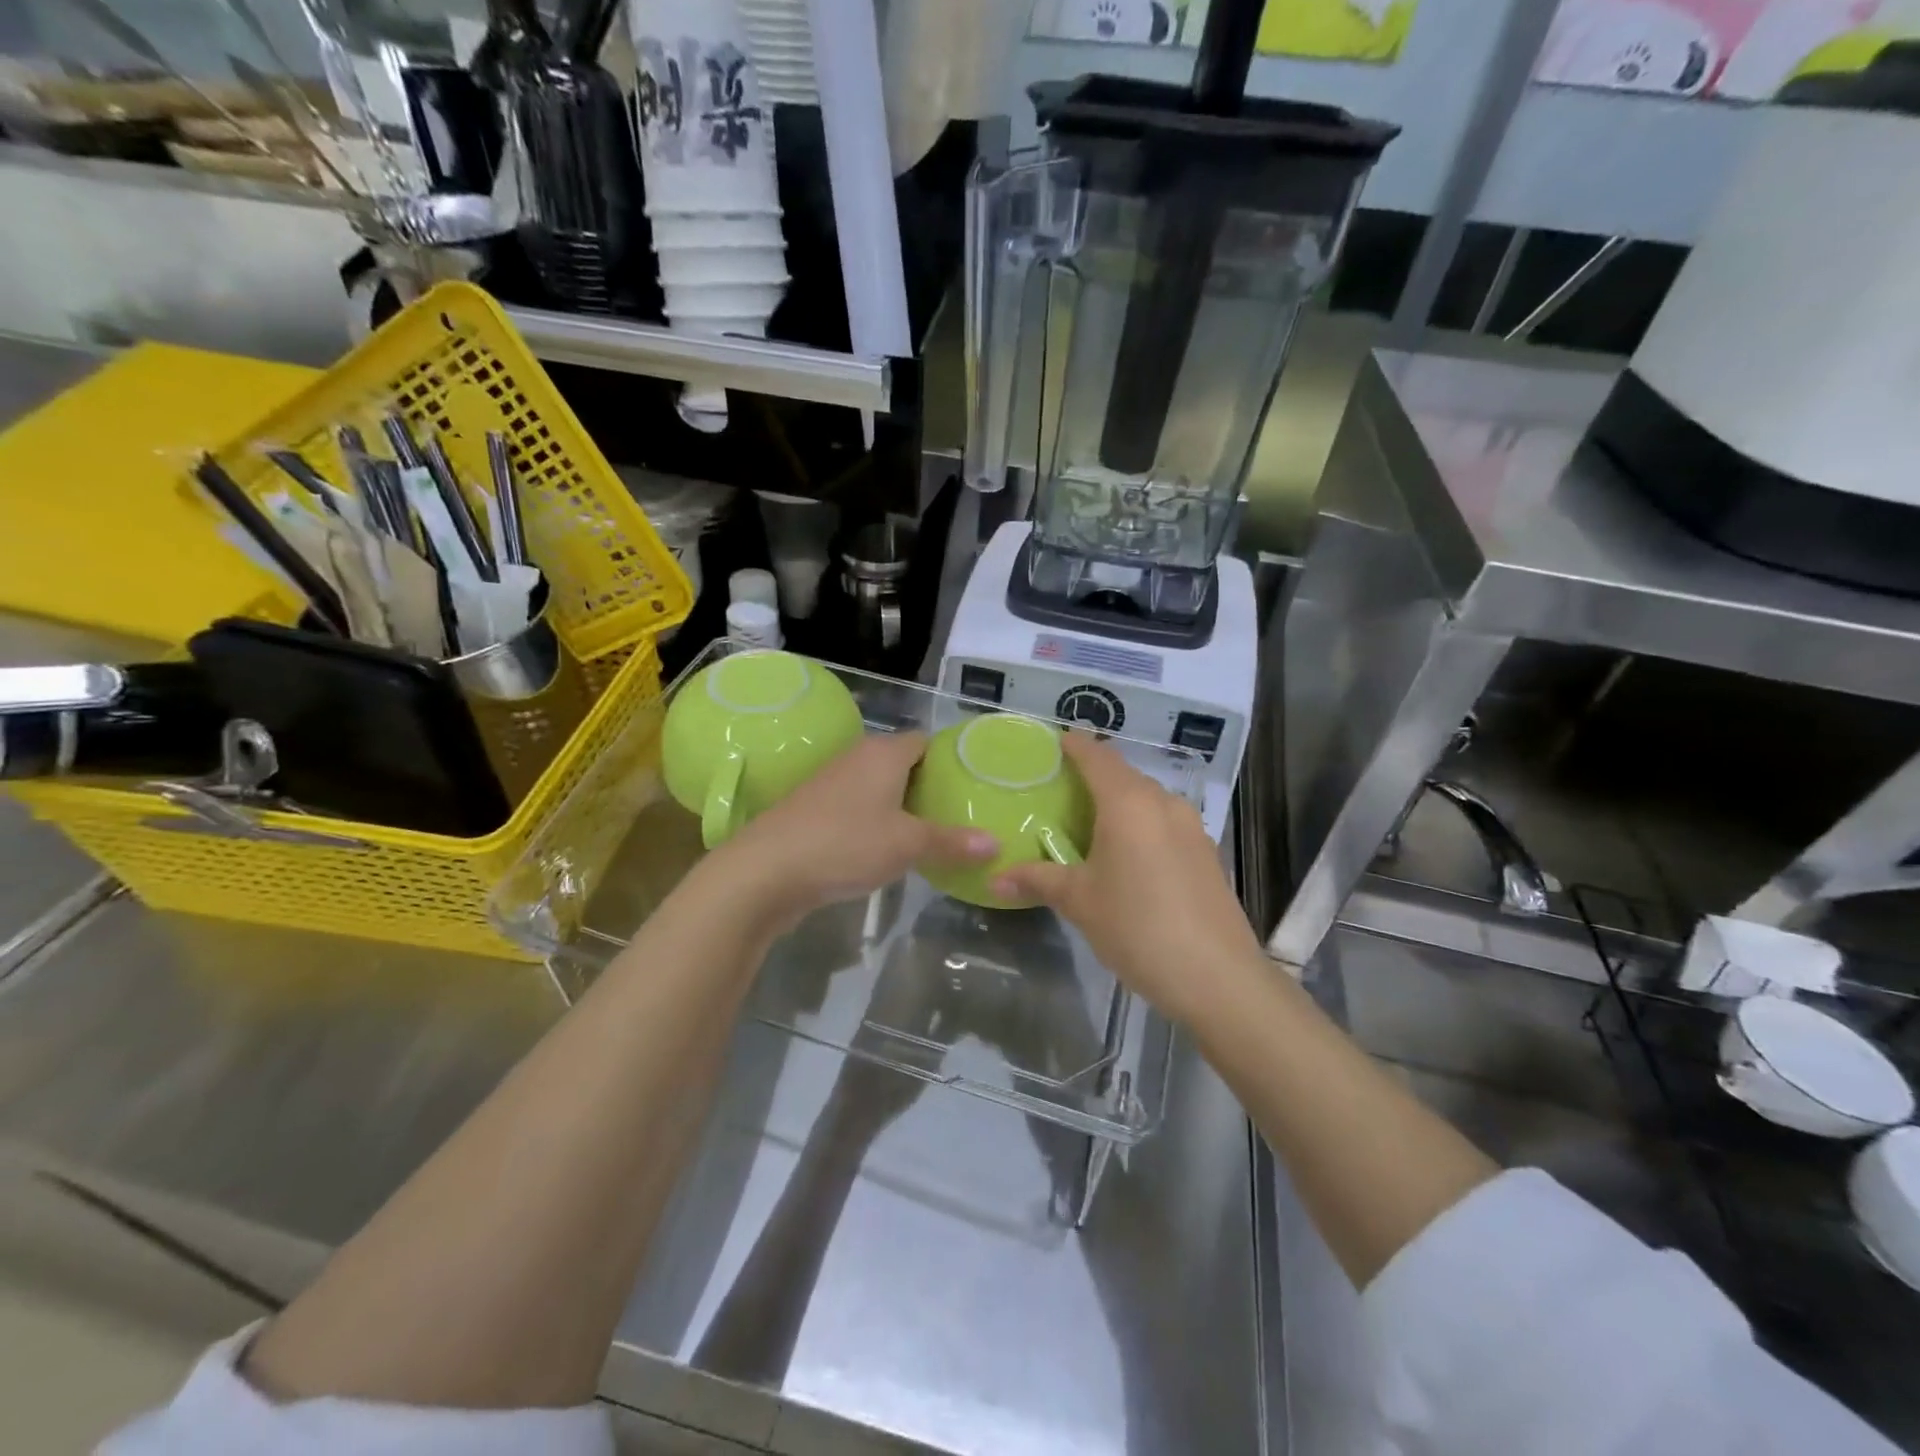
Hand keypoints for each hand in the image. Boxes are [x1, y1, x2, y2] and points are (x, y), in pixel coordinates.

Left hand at [711, 731, 995, 934]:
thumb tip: (996, 844)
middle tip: (959, 814)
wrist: (765, 871)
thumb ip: (952, 842)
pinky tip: (888, 850)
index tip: (972, 784)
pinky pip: (857, 808)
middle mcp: (856, 758)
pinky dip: (876, 822)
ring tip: (931, 834)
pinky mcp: (813, 811)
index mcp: (883, 752)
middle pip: (903, 764)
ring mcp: (831, 783)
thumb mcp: (907, 844)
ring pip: (878, 787)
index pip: (926, 741)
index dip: (949, 759)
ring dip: (901, 807)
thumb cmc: (845, 843)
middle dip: (929, 786)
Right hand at [992, 733, 1263, 1025]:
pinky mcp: (1205, 852)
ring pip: (1147, 799)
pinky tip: (1127, 854)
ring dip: (1119, 802)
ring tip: (1089, 824)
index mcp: (1128, 803)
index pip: (1097, 756)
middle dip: (1093, 775)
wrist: (1217, 977)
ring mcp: (1191, 827)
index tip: (1053, 743)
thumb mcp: (1080, 902)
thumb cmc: (1138, 927)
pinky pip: (1164, 822)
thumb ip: (1038, 881)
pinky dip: (1140, 824)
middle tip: (1060, 791)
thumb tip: (995, 878)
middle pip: (1123, 775)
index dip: (1074, 745)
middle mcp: (1163, 803)